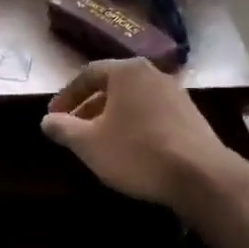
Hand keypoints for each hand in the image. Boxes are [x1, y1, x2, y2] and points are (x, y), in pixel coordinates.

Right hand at [41, 58, 236, 208]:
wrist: (201, 176)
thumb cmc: (136, 151)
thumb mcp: (88, 143)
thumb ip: (63, 128)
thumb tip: (47, 120)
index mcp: (127, 71)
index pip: (87, 74)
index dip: (66, 96)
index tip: (53, 116)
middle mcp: (153, 74)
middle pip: (112, 86)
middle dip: (88, 107)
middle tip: (73, 129)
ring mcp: (177, 94)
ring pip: (133, 101)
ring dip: (112, 118)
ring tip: (99, 142)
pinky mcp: (192, 117)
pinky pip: (152, 114)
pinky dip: (134, 126)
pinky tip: (129, 150)